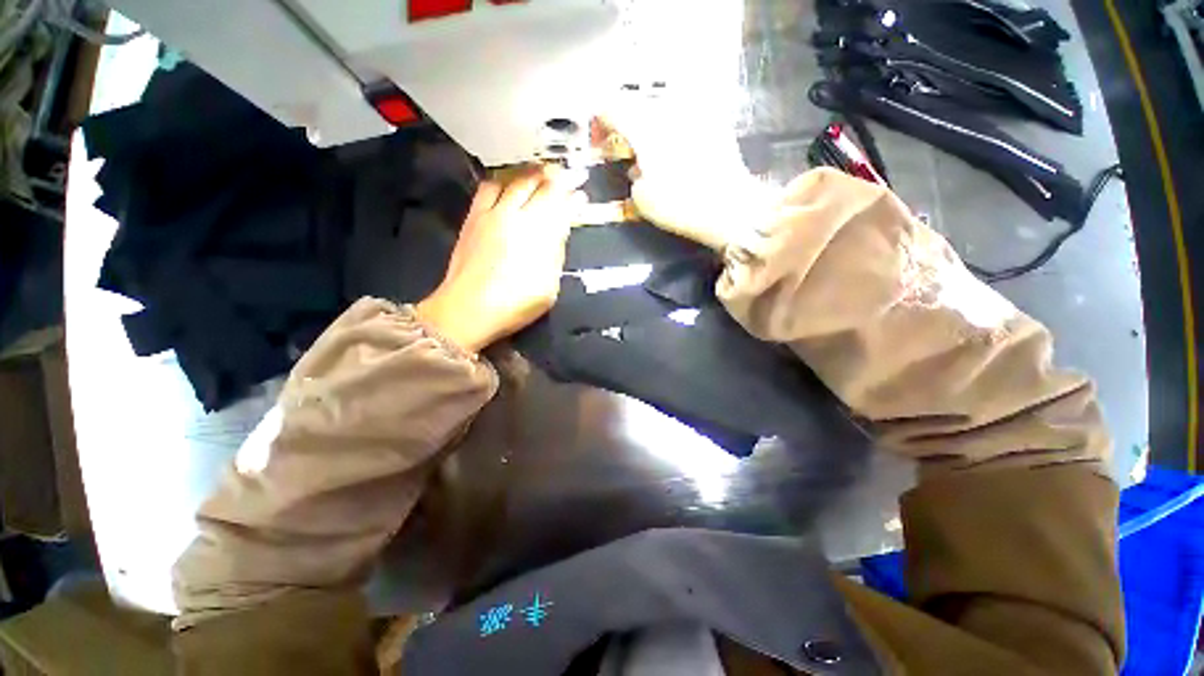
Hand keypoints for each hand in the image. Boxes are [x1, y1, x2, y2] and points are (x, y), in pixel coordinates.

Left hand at [416, 165, 585, 353]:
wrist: (466, 309)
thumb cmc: (512, 305)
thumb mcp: (548, 286)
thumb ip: (556, 252)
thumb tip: (561, 228)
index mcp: (541, 233)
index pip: (562, 203)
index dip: (574, 195)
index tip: (581, 190)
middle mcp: (519, 215)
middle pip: (542, 185)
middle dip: (557, 177)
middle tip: (566, 173)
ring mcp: (494, 213)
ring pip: (517, 180)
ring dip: (532, 173)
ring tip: (540, 172)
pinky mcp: (474, 216)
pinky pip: (488, 188)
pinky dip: (502, 181)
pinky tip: (507, 183)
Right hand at [593, 95, 776, 250]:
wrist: (737, 210)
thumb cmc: (685, 204)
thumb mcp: (641, 197)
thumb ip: (632, 171)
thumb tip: (639, 165)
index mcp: (642, 125)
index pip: (608, 108)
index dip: (598, 122)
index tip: (599, 139)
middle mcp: (669, 111)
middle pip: (636, 103)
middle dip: (627, 120)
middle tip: (625, 143)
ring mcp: (696, 114)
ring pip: (663, 107)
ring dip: (653, 122)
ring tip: (654, 147)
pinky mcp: (717, 125)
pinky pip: (688, 117)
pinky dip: (678, 127)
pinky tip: (681, 147)